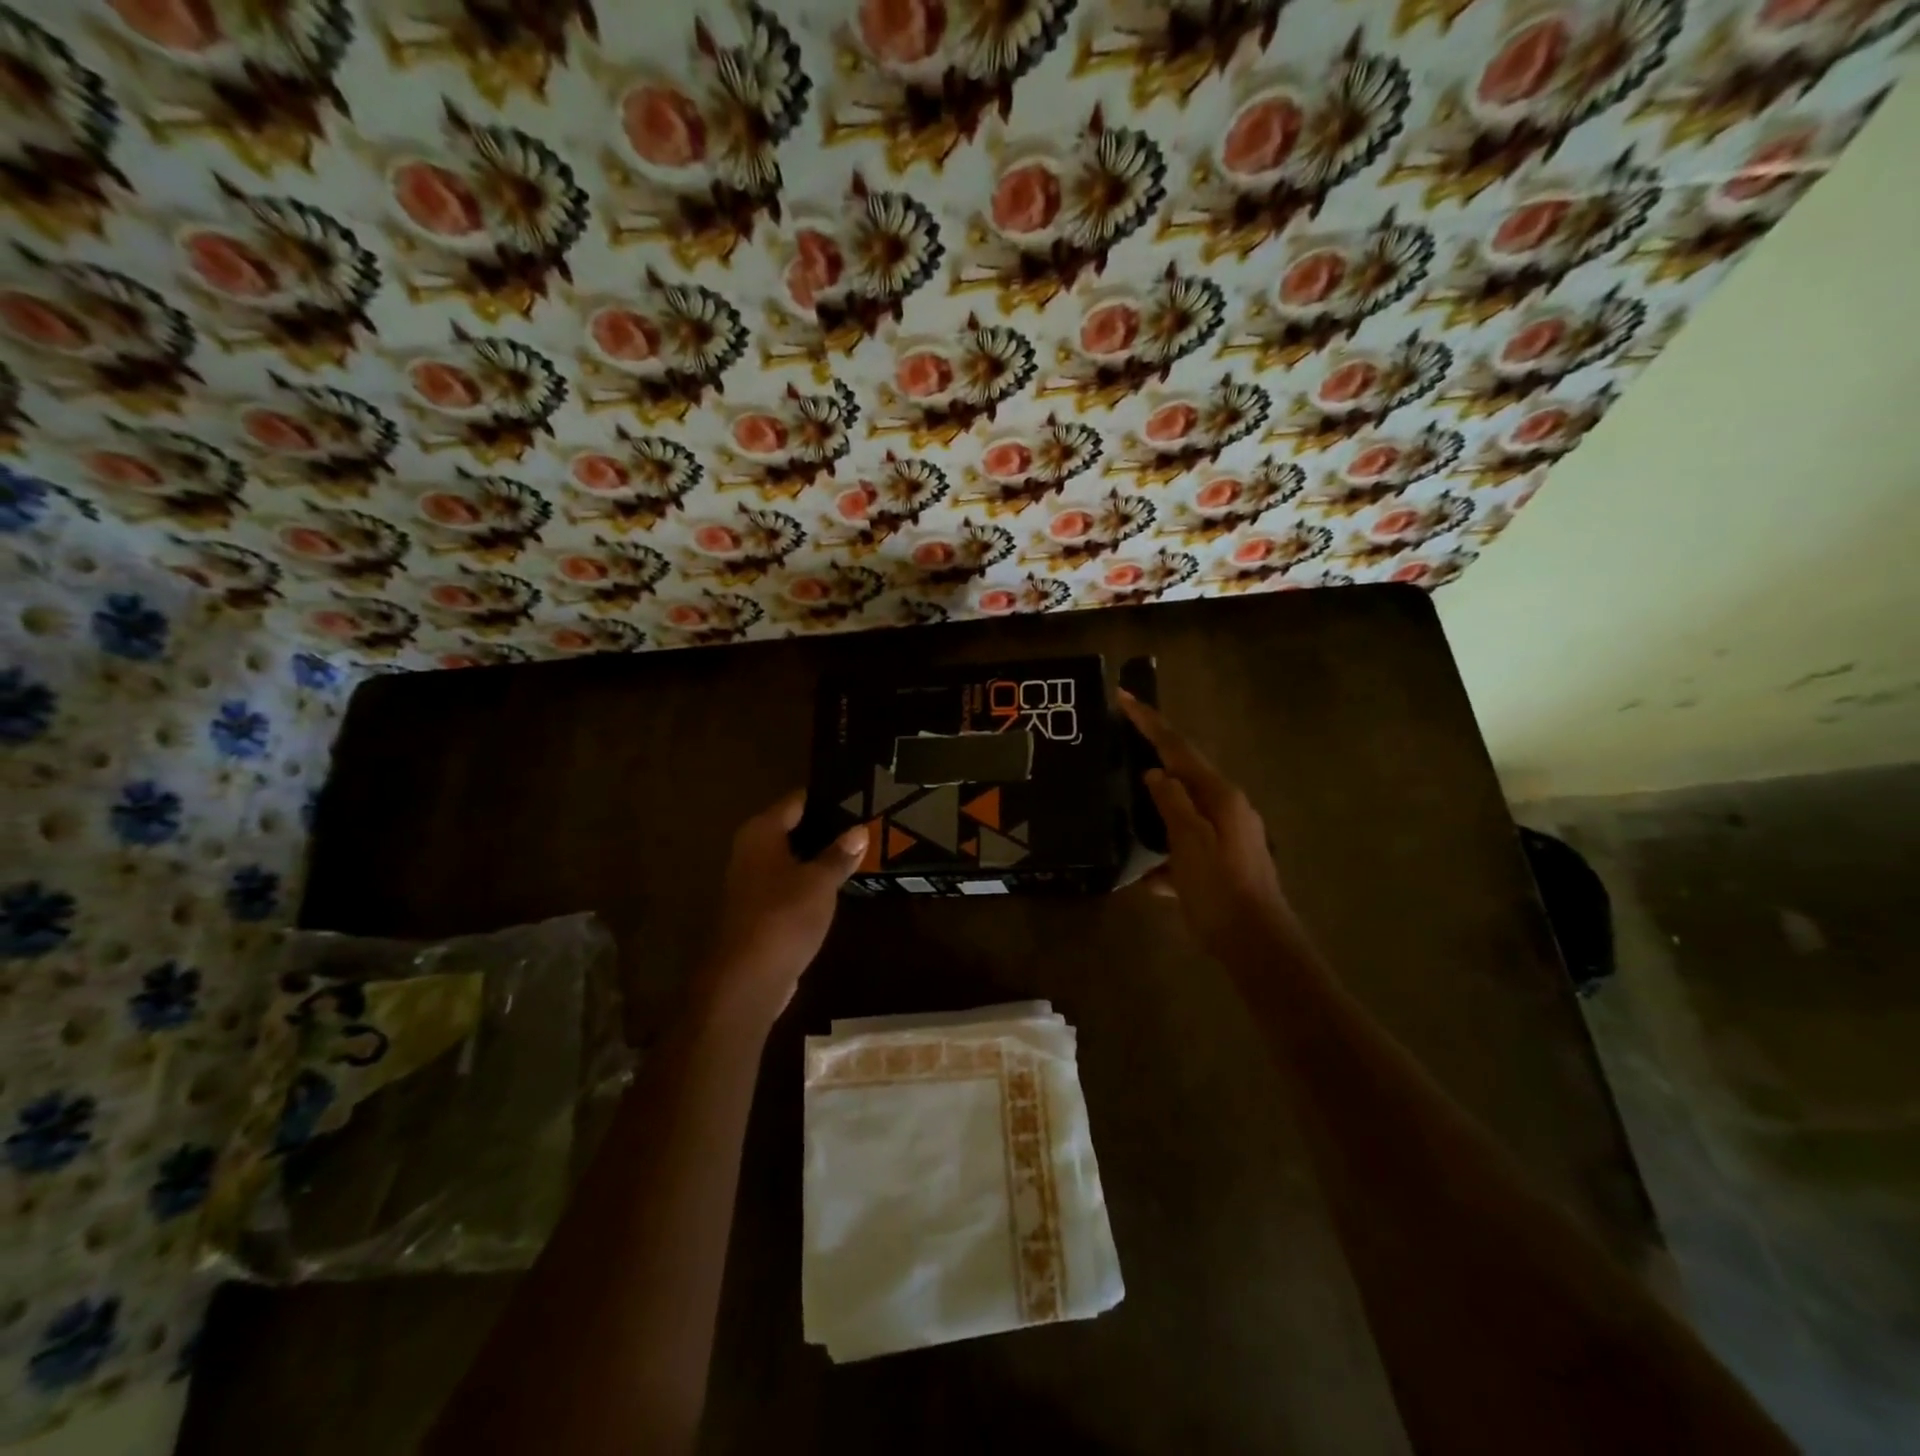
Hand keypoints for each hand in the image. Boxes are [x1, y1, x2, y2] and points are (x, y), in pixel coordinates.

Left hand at [693, 791, 867, 1027]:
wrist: (747, 979)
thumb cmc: (783, 917)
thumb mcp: (820, 882)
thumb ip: (839, 854)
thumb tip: (860, 830)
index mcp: (761, 833)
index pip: (797, 801)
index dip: (827, 797)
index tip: (859, 794)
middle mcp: (751, 850)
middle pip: (794, 828)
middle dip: (828, 827)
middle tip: (867, 821)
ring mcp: (753, 882)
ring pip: (793, 857)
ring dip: (821, 856)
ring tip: (861, 848)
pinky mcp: (760, 909)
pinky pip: (791, 883)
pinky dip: (812, 880)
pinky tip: (839, 883)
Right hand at [1120, 692, 1305, 965]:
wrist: (1258, 945)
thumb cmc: (1220, 891)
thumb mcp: (1189, 843)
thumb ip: (1172, 803)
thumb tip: (1156, 774)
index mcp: (1220, 796)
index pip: (1178, 748)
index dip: (1150, 723)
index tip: (1124, 697)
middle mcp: (1228, 807)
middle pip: (1185, 771)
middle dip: (1155, 754)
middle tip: (1124, 738)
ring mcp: (1230, 834)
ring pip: (1184, 808)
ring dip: (1158, 805)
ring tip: (1128, 804)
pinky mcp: (1225, 859)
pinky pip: (1188, 841)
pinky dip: (1167, 847)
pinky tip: (1148, 872)